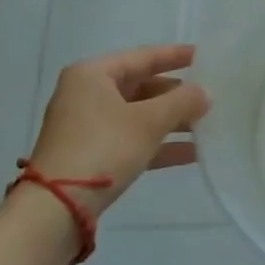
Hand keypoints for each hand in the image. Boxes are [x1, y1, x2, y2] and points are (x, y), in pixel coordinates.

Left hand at [28, 44, 210, 215]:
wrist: (55, 210)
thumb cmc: (103, 149)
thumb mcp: (148, 122)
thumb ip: (181, 102)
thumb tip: (205, 93)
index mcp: (93, 74)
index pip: (143, 56)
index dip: (176, 55)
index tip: (205, 55)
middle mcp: (87, 94)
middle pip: (141, 86)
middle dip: (176, 94)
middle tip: (210, 95)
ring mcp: (87, 126)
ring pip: (138, 115)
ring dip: (171, 121)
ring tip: (207, 125)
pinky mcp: (90, 155)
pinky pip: (131, 139)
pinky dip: (158, 144)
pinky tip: (191, 153)